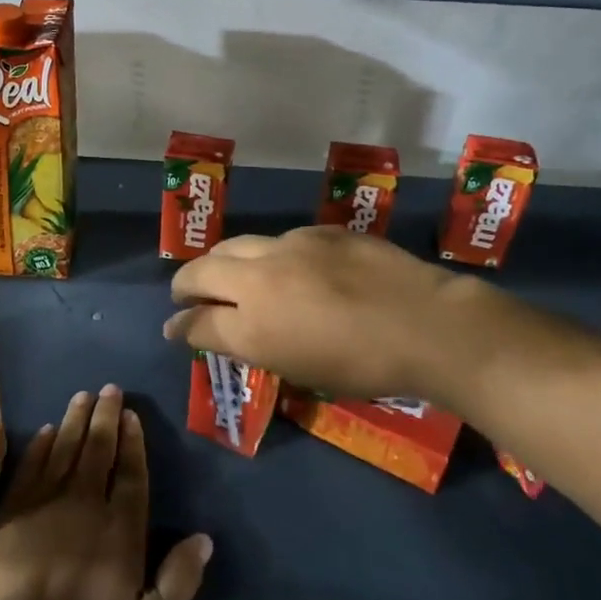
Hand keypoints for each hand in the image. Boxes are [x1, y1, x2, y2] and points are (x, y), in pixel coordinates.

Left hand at [0, 386, 211, 599]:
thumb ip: (178, 580)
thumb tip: (204, 539)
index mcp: (120, 529)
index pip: (131, 474)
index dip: (132, 442)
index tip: (131, 415)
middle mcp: (86, 504)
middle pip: (98, 450)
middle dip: (105, 417)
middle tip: (109, 389)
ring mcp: (46, 503)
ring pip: (65, 449)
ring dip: (76, 420)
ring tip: (83, 395)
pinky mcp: (13, 511)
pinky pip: (31, 466)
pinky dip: (41, 445)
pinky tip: (48, 429)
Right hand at [163, 227, 483, 401]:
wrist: (427, 324)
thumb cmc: (363, 366)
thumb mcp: (297, 367)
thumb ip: (250, 346)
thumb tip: (215, 333)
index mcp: (253, 325)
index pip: (197, 323)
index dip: (180, 327)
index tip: (173, 329)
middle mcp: (260, 278)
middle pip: (202, 271)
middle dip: (185, 284)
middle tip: (186, 295)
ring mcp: (290, 247)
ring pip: (237, 246)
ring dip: (223, 263)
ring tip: (229, 276)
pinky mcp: (320, 231)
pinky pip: (279, 241)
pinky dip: (268, 256)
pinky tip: (288, 268)